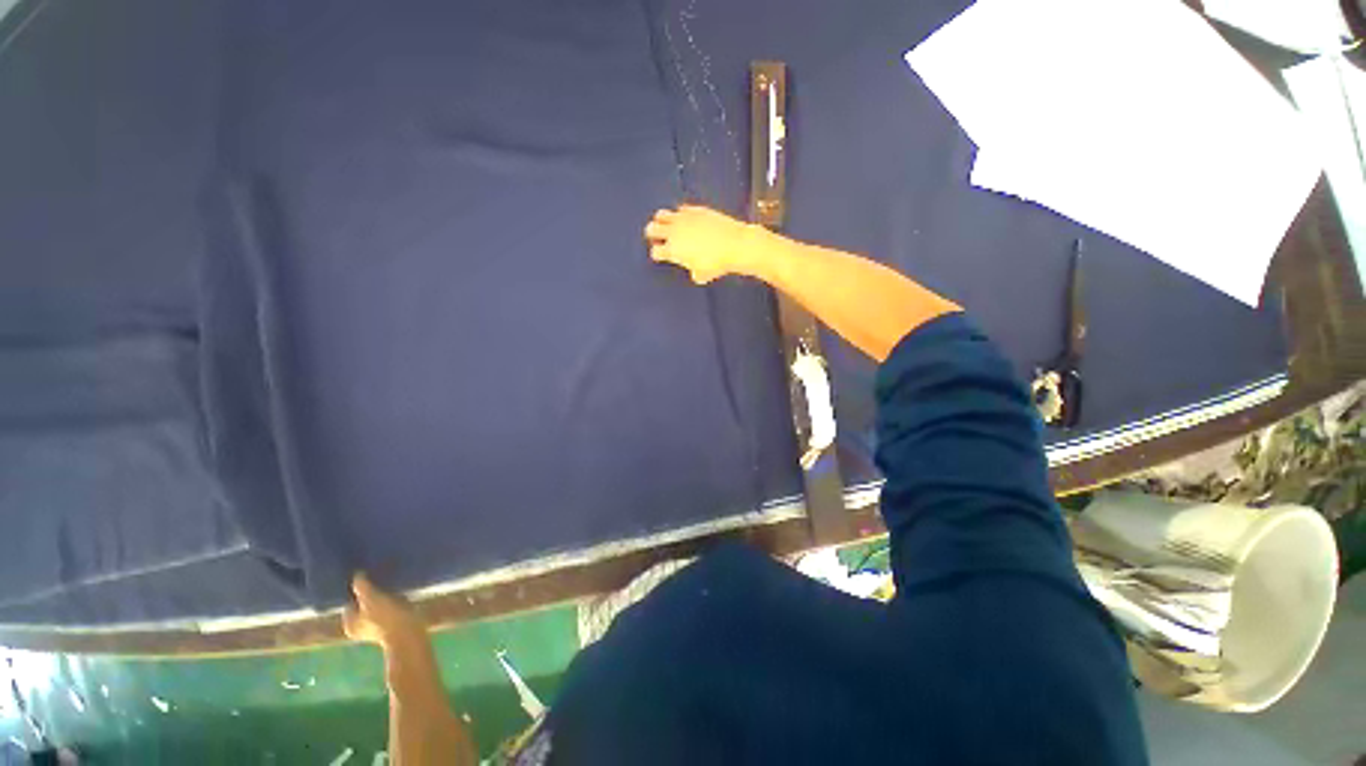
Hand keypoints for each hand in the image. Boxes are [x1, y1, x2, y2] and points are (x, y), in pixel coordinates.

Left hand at [343, 573, 426, 648]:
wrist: (408, 633)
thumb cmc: (385, 617)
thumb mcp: (371, 598)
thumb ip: (361, 585)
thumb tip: (356, 574)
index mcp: (349, 624)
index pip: (350, 601)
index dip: (358, 589)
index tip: (367, 578)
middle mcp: (360, 628)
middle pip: (364, 605)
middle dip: (371, 593)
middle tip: (381, 580)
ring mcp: (377, 629)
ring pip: (378, 606)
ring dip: (384, 597)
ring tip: (392, 585)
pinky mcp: (393, 626)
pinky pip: (390, 609)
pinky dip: (394, 602)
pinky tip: (401, 594)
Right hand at [644, 205, 768, 283]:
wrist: (734, 245)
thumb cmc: (717, 264)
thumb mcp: (702, 275)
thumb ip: (693, 272)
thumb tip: (694, 271)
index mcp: (673, 250)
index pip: (655, 251)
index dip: (657, 254)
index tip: (661, 255)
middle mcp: (674, 232)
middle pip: (651, 229)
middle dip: (652, 234)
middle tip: (657, 238)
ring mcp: (684, 218)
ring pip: (662, 214)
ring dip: (662, 220)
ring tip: (667, 225)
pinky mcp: (696, 209)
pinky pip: (681, 209)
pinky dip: (681, 214)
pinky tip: (686, 218)